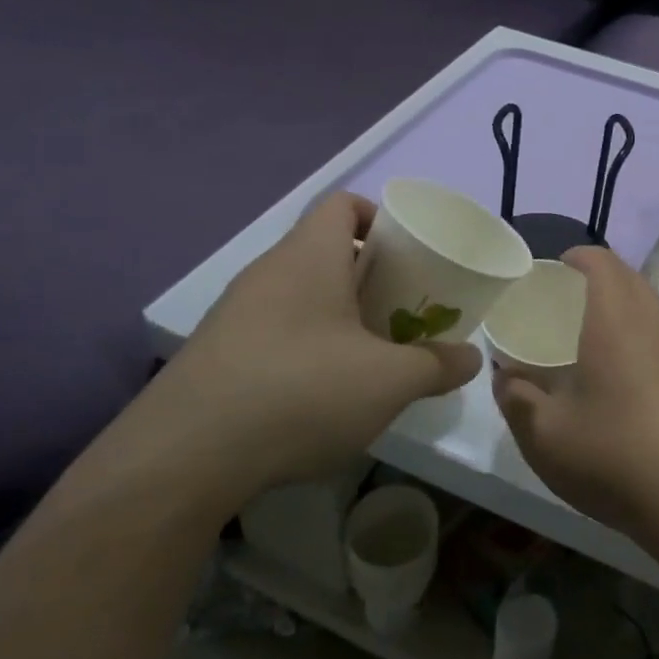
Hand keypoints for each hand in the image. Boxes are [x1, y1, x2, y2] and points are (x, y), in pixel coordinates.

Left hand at [103, 193, 481, 515]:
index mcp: (309, 256)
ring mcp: (236, 312)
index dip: (378, 217)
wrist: (187, 454)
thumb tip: (471, 358)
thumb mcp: (389, 381)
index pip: (342, 204)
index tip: (407, 254)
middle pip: (325, 250)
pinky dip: (306, 345)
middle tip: (403, 308)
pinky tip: (322, 391)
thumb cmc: (302, 391)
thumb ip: (437, 365)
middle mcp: (268, 271)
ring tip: (371, 352)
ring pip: (300, 293)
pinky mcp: (217, 353)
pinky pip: (275, 329)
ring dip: (338, 313)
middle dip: (369, 275)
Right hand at [494, 247, 658, 535]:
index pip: (602, 263)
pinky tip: (611, 368)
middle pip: (629, 277)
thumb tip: (504, 375)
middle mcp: (649, 326)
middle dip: (597, 274)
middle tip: (561, 296)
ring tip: (582, 328)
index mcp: (615, 323)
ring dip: (618, 301)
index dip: (578, 255)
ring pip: (647, 305)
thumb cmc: (611, 456)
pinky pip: (656, 332)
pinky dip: (633, 329)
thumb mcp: (543, 434)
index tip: (551, 268)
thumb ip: (515, 397)